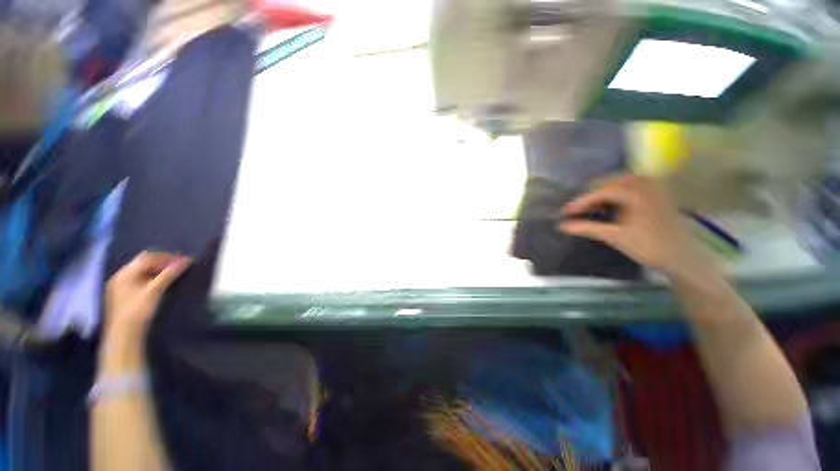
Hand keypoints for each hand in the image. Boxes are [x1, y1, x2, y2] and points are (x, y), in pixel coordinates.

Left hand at [105, 251, 191, 338]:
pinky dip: (151, 278)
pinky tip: (159, 285)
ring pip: (141, 272)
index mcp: (125, 273)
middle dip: (161, 263)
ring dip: (157, 271)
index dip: (165, 257)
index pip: (147, 257)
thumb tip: (187, 260)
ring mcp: (120, 286)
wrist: (124, 335)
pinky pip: (139, 280)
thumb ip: (170, 274)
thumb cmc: (138, 310)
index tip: (182, 261)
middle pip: (143, 263)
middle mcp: (120, 276)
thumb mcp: (155, 291)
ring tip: (172, 275)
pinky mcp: (124, 295)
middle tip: (178, 267)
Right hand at [559, 174, 716, 281]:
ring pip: (623, 183)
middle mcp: (646, 184)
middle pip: (611, 183)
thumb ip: (586, 228)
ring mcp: (655, 188)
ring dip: (605, 193)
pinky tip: (613, 205)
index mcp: (635, 192)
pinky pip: (634, 187)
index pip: (600, 192)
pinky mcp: (659, 195)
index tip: (565, 211)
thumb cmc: (649, 246)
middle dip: (592, 195)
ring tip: (592, 206)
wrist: (682, 258)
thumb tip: (562, 225)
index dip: (581, 202)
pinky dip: (619, 194)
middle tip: (578, 208)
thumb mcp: (614, 237)